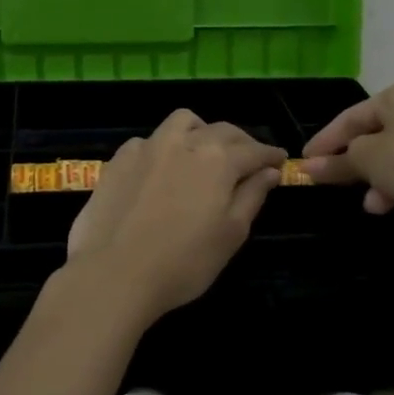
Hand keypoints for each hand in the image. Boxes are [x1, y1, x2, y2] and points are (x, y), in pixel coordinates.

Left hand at [61, 110, 285, 322]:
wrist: (113, 273)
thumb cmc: (183, 262)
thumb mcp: (231, 234)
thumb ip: (252, 196)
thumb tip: (269, 172)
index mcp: (218, 160)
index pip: (254, 150)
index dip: (270, 155)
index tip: (280, 160)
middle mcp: (185, 142)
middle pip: (222, 130)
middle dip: (241, 142)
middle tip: (249, 159)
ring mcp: (148, 146)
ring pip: (182, 122)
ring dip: (201, 131)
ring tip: (204, 152)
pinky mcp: (119, 158)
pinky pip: (149, 140)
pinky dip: (164, 147)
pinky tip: (161, 169)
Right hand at [299, 81, 393, 243]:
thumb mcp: (368, 160)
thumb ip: (337, 162)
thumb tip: (309, 168)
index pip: (350, 116)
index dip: (325, 140)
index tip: (305, 162)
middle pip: (376, 133)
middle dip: (353, 161)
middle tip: (332, 181)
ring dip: (377, 177)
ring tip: (368, 202)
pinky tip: (390, 204)